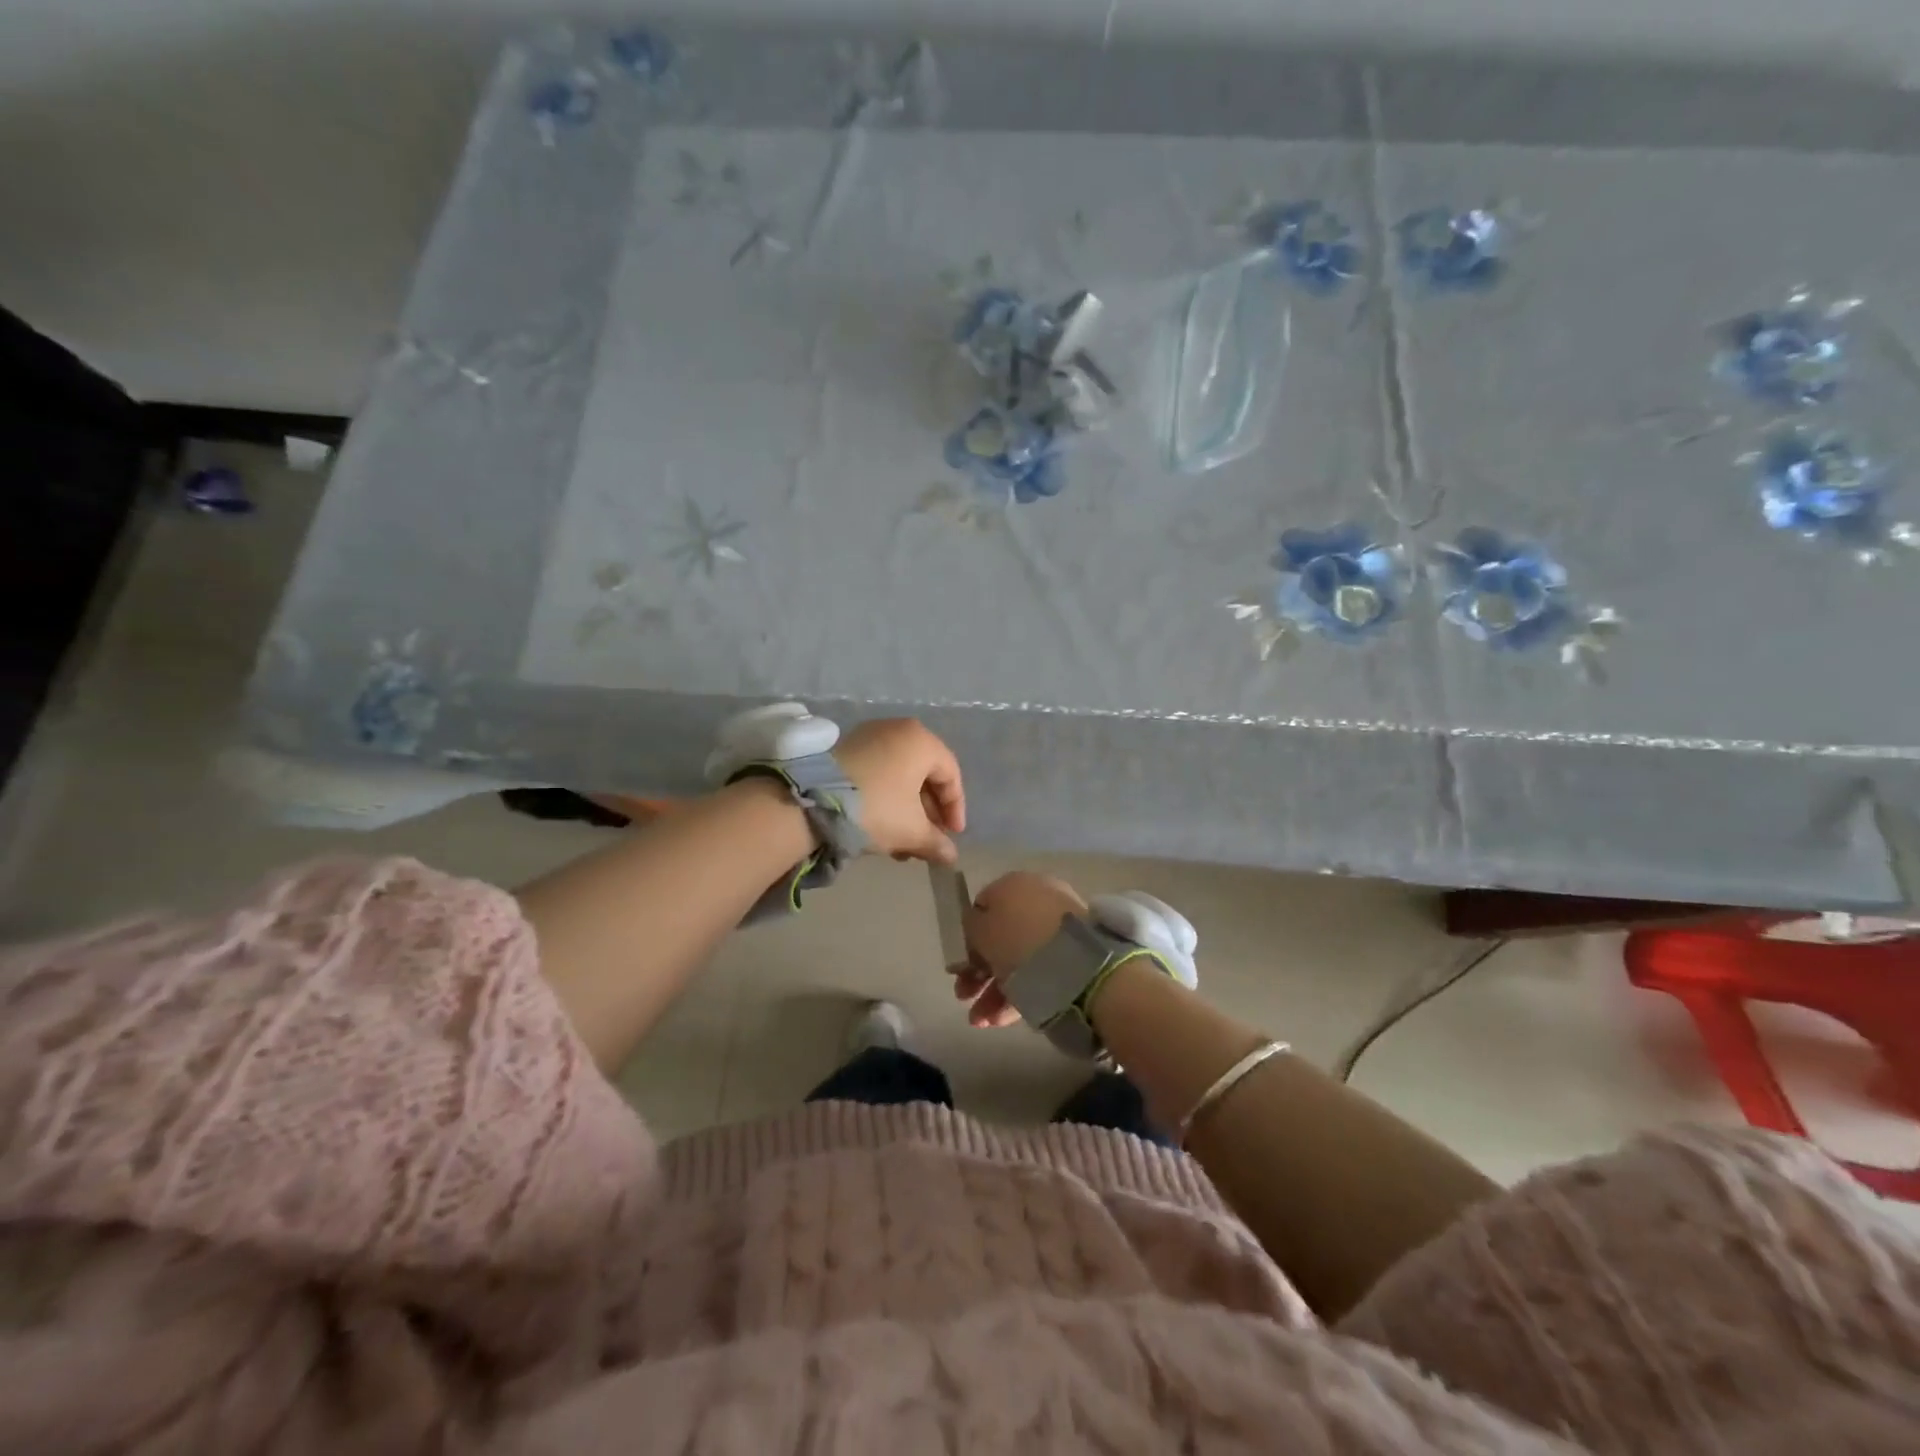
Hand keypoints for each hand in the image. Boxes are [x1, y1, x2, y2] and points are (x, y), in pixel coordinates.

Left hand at [834, 718, 965, 865]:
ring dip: (907, 810)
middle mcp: (898, 730)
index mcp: (921, 741)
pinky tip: (882, 828)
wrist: (811, 801)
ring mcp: (870, 736)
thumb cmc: (876, 808)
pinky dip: (887, 797)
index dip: (955, 808)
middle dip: (928, 812)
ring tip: (903, 843)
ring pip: (900, 775)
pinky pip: (879, 772)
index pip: (951, 774)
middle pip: (925, 774)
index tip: (952, 835)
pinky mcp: (847, 748)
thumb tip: (951, 857)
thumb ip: (936, 842)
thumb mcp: (911, 830)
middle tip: (928, 840)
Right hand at [948, 870, 1086, 1027]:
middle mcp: (1037, 898)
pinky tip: (1002, 1019)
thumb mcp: (980, 929)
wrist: (1077, 964)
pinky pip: (1040, 972)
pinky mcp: (1075, 954)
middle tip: (965, 996)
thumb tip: (975, 926)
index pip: (982, 907)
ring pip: (1019, 958)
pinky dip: (1020, 993)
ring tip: (981, 1020)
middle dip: (978, 971)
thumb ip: (970, 926)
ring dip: (994, 989)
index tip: (959, 966)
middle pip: (1000, 936)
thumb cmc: (1018, 940)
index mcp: (1013, 883)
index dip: (967, 937)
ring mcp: (1059, 926)